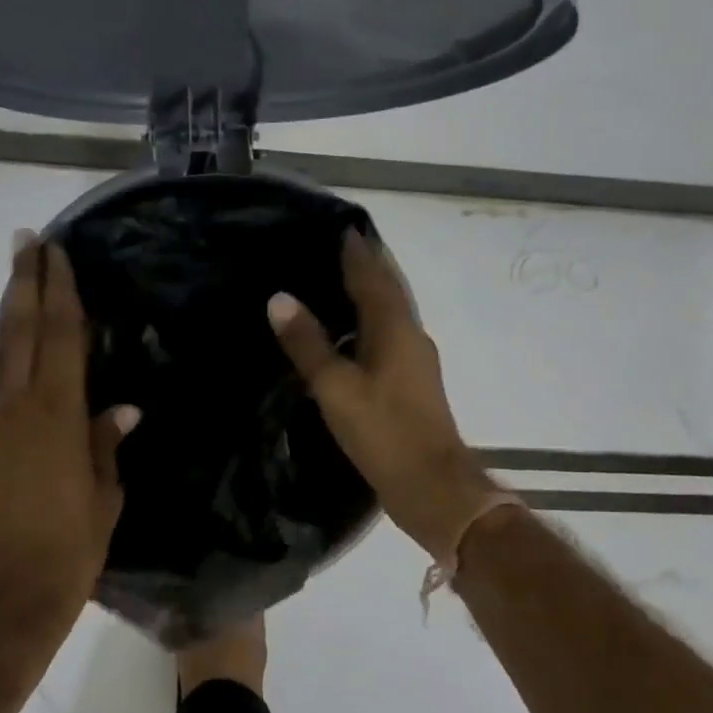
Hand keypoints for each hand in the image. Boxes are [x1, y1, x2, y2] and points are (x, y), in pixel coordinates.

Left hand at [0, 235, 138, 637]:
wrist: (3, 602)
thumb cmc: (69, 551)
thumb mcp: (104, 497)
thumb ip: (106, 444)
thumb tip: (123, 408)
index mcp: (58, 418)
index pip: (61, 338)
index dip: (59, 291)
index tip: (56, 252)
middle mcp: (16, 411)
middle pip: (20, 332)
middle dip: (23, 282)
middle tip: (24, 240)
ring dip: (8, 313)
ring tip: (15, 277)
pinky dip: (5, 367)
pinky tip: (15, 361)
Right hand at [268, 230, 501, 560]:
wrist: (432, 486)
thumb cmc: (383, 432)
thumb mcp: (336, 388)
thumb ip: (308, 343)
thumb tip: (279, 298)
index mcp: (395, 328)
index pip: (373, 276)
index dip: (356, 251)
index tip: (340, 225)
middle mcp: (410, 335)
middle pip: (387, 290)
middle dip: (365, 266)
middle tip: (333, 247)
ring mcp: (415, 360)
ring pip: (390, 314)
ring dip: (367, 295)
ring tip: (334, 283)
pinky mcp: (412, 383)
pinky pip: (388, 337)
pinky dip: (368, 324)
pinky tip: (348, 335)